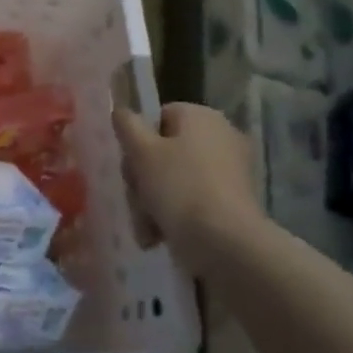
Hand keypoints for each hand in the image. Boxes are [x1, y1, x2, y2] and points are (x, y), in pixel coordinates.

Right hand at [112, 102, 260, 261]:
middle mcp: (221, 137)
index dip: (137, 141)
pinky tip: (158, 235)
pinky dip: (174, 215)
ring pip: (173, 179)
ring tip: (145, 225)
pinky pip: (192, 200)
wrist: (224, 241)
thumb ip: (126, 125)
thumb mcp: (141, 151)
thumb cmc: (178, 186)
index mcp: (202, 117)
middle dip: (142, 179)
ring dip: (151, 202)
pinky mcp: (232, 202)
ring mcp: (229, 171)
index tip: (130, 165)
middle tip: (135, 198)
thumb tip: (120, 110)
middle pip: (163, 151)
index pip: (158, 118)